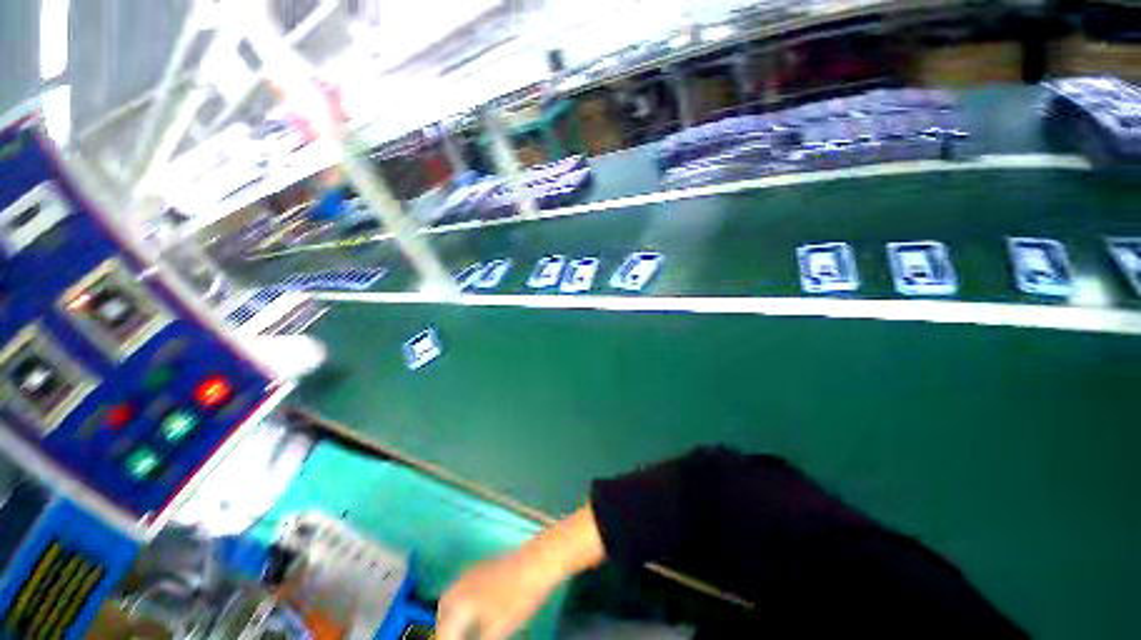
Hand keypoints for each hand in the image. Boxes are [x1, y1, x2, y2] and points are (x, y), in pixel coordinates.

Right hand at [437, 506, 605, 639]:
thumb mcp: (499, 627)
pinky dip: (464, 597)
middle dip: (445, 624)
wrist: (538, 561)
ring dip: (454, 610)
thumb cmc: (519, 595)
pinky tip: (477, 606)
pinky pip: (466, 582)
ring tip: (463, 627)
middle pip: (445, 606)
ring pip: (455, 591)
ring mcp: (476, 569)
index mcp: (463, 598)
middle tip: (452, 637)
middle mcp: (464, 581)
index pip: (446, 628)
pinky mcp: (487, 563)